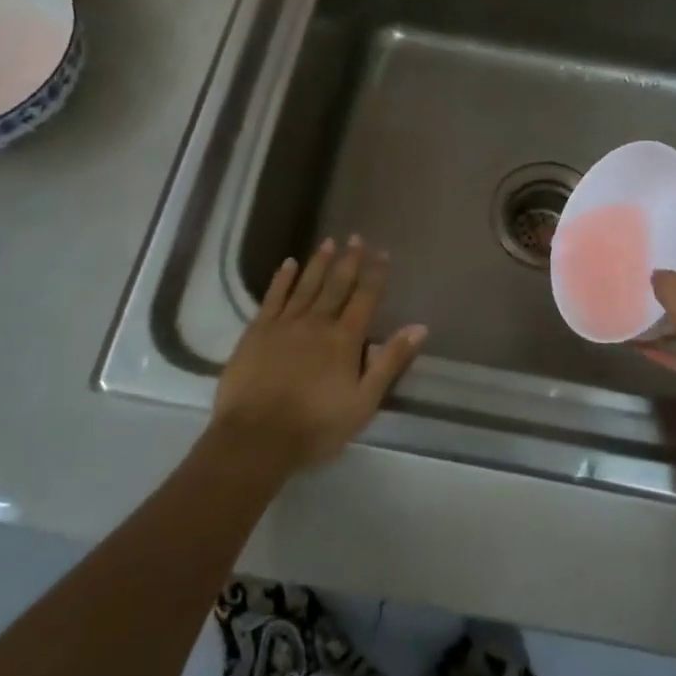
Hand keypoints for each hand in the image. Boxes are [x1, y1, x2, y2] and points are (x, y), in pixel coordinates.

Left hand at [210, 237, 426, 476]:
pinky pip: (273, 297)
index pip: (365, 298)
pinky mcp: (257, 331)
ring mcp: (284, 324)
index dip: (375, 275)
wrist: (256, 438)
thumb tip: (419, 327)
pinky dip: (282, 279)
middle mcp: (317, 322)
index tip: (382, 253)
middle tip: (356, 237)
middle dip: (349, 260)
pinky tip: (288, 263)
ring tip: (329, 242)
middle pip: (336, 285)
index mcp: (344, 339)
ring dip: (319, 263)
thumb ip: (390, 362)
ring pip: (306, 285)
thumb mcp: (364, 402)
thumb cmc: (316, 426)